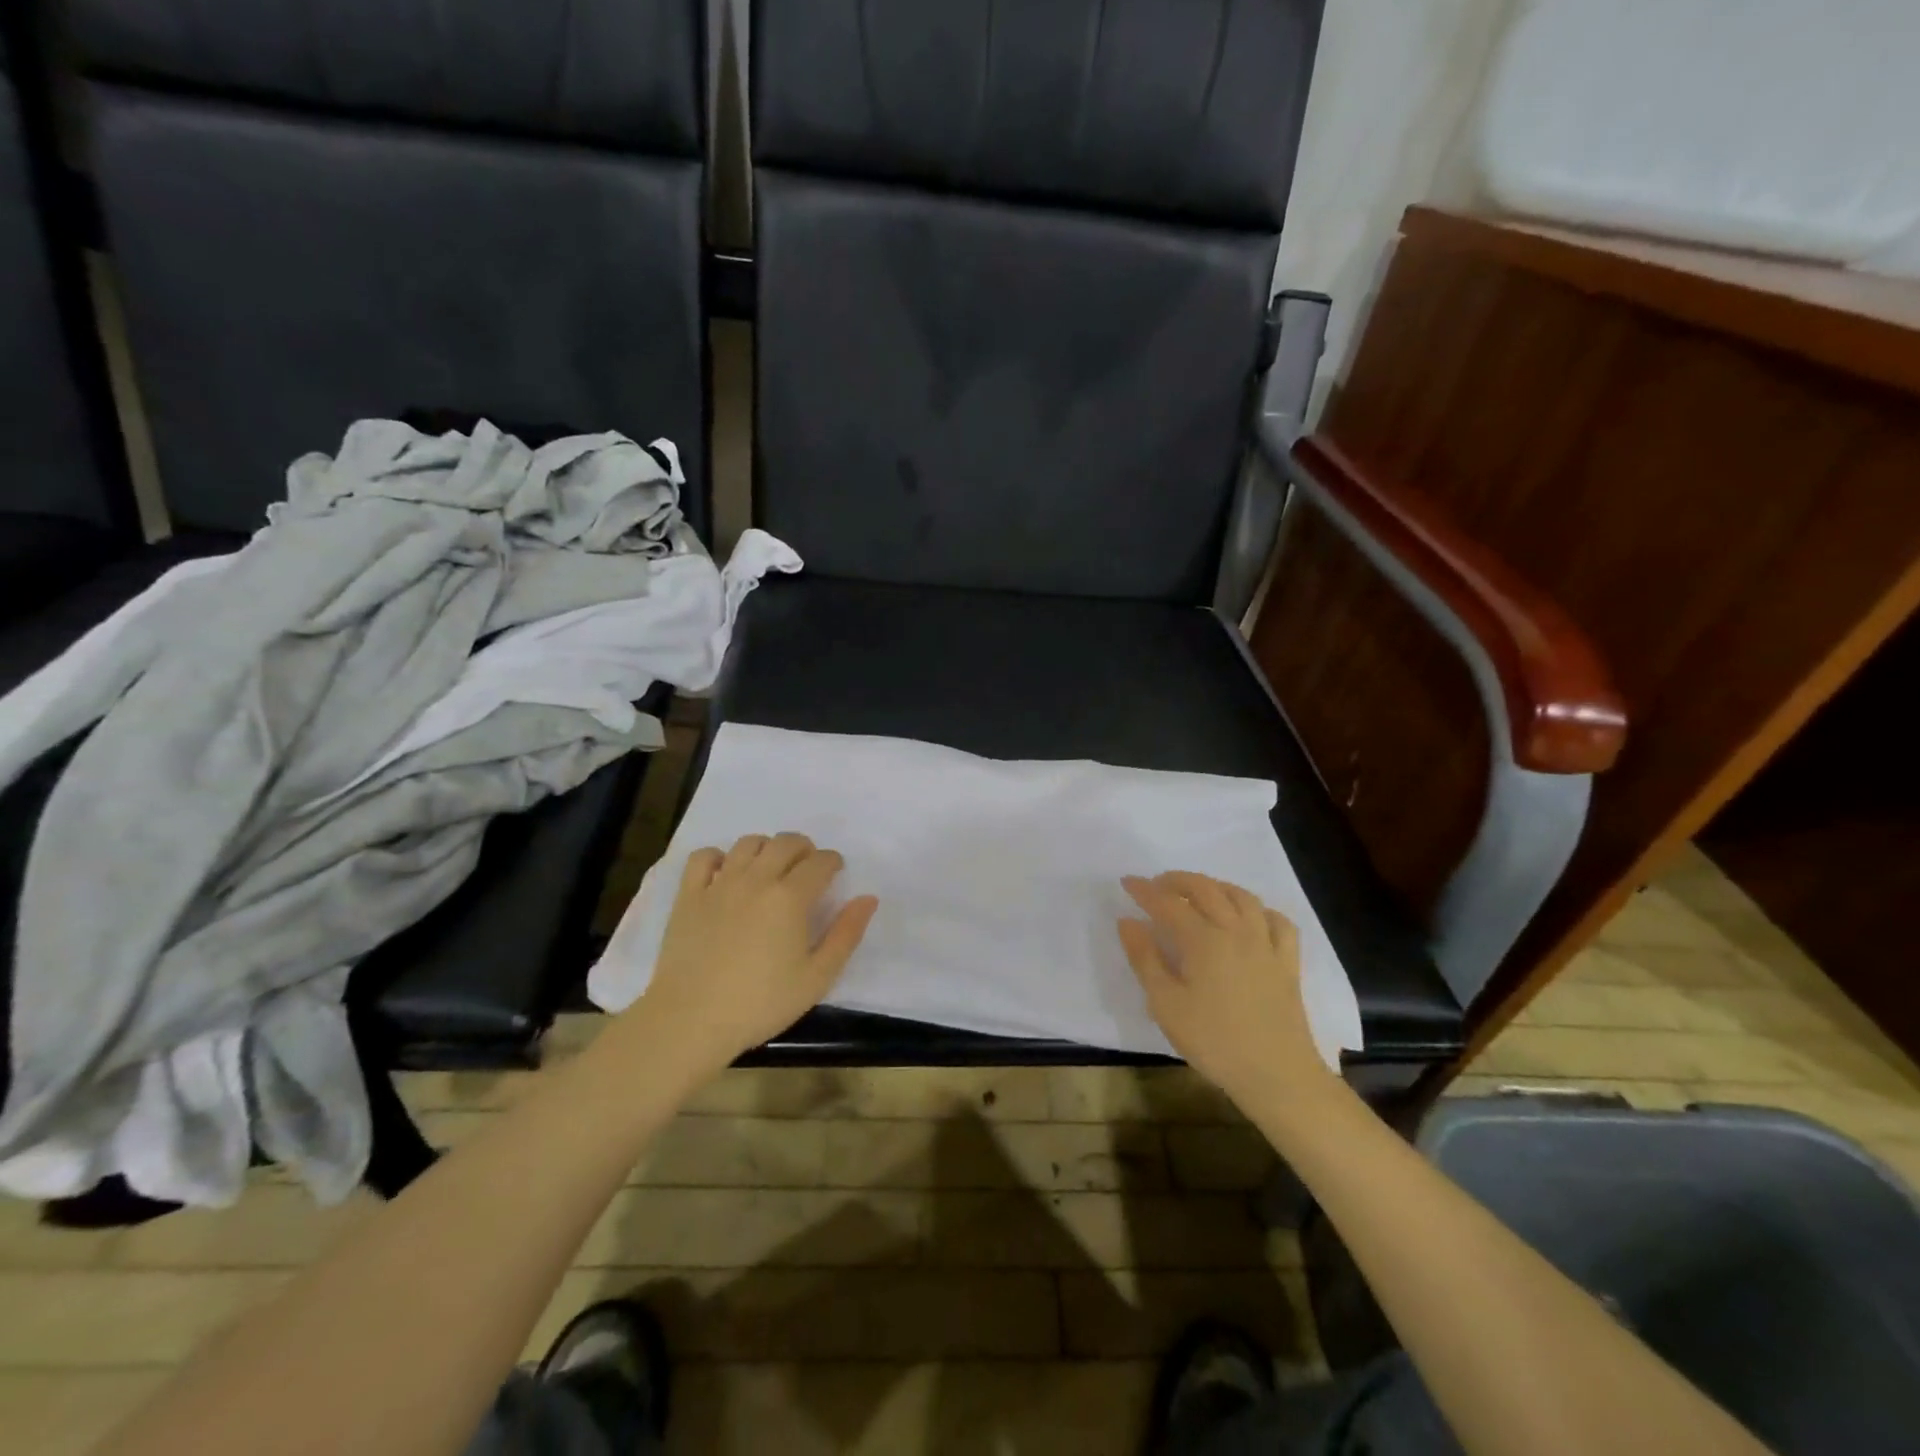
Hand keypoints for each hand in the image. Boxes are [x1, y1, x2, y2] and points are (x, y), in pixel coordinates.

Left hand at [622, 833, 877, 1082]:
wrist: (690, 1021)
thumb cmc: (761, 1003)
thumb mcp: (817, 977)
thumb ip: (846, 934)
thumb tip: (868, 898)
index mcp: (791, 897)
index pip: (820, 861)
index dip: (833, 862)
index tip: (835, 874)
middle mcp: (757, 879)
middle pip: (786, 842)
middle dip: (804, 848)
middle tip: (807, 869)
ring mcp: (719, 883)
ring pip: (748, 843)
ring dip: (767, 848)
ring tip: (771, 868)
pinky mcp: (689, 895)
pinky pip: (704, 856)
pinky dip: (719, 856)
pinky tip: (726, 873)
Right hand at [1118, 872, 1336, 1109]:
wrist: (1277, 1075)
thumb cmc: (1214, 1041)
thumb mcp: (1166, 1005)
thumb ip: (1145, 958)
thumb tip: (1128, 921)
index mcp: (1203, 940)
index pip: (1167, 903)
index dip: (1145, 890)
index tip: (1127, 882)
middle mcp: (1235, 930)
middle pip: (1205, 889)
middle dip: (1177, 880)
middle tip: (1157, 885)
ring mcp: (1266, 943)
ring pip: (1241, 896)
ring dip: (1215, 886)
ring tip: (1198, 892)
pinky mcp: (1287, 961)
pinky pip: (1277, 920)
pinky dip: (1259, 909)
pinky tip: (1249, 918)